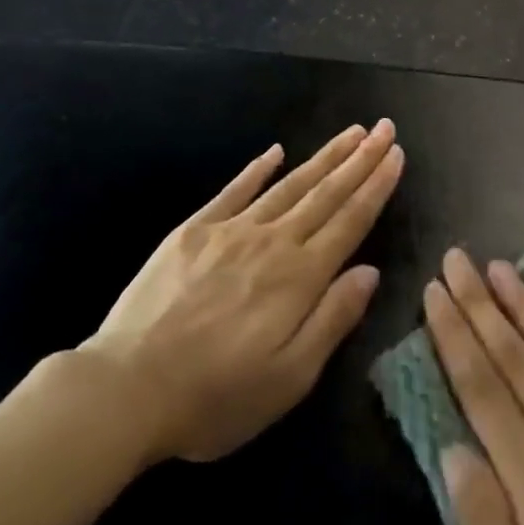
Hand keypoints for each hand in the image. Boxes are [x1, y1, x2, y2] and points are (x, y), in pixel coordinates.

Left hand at [86, 121, 403, 464]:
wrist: (126, 389)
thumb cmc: (215, 397)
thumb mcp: (288, 379)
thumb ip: (333, 319)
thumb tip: (370, 271)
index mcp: (299, 278)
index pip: (350, 221)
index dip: (376, 186)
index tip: (396, 154)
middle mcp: (272, 242)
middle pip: (326, 193)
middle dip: (360, 159)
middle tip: (384, 127)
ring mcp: (231, 230)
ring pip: (289, 184)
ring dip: (324, 157)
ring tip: (351, 132)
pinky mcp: (194, 230)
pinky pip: (234, 189)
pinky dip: (258, 168)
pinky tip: (276, 150)